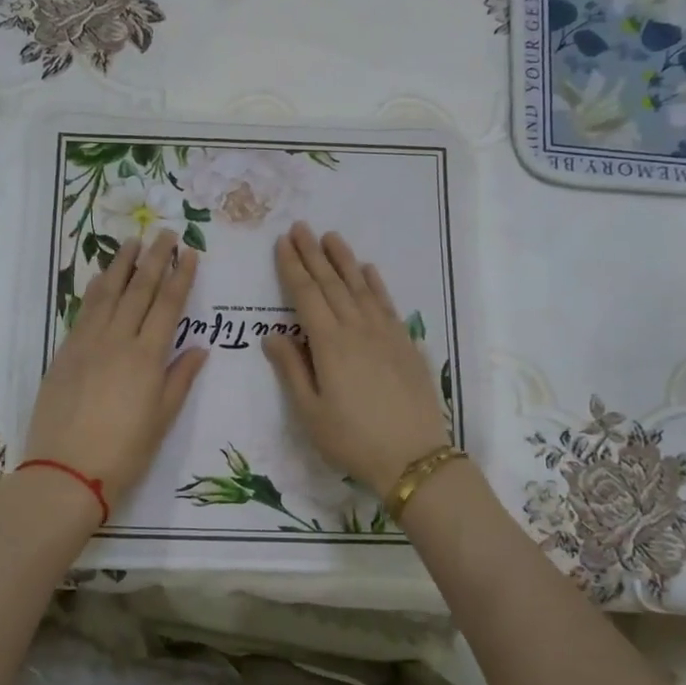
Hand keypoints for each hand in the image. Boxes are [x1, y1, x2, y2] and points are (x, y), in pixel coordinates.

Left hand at [25, 229, 208, 504]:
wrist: (65, 472)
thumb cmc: (123, 453)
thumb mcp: (162, 420)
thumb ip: (180, 379)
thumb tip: (199, 349)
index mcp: (147, 357)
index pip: (168, 305)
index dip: (180, 276)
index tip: (190, 252)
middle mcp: (117, 340)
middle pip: (138, 290)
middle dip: (154, 259)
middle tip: (164, 233)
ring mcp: (87, 343)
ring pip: (107, 294)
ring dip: (121, 265)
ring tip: (132, 242)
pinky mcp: (64, 352)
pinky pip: (83, 311)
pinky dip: (95, 290)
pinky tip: (101, 278)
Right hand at [263, 224, 449, 498]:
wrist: (413, 457)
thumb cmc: (352, 439)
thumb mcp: (310, 412)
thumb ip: (291, 369)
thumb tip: (272, 334)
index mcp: (329, 344)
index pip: (306, 295)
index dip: (292, 267)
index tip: (283, 243)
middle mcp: (357, 329)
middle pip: (332, 283)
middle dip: (313, 254)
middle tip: (300, 227)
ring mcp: (386, 334)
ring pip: (360, 287)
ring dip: (344, 260)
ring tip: (331, 237)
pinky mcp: (406, 343)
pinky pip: (387, 304)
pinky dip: (375, 284)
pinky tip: (368, 270)